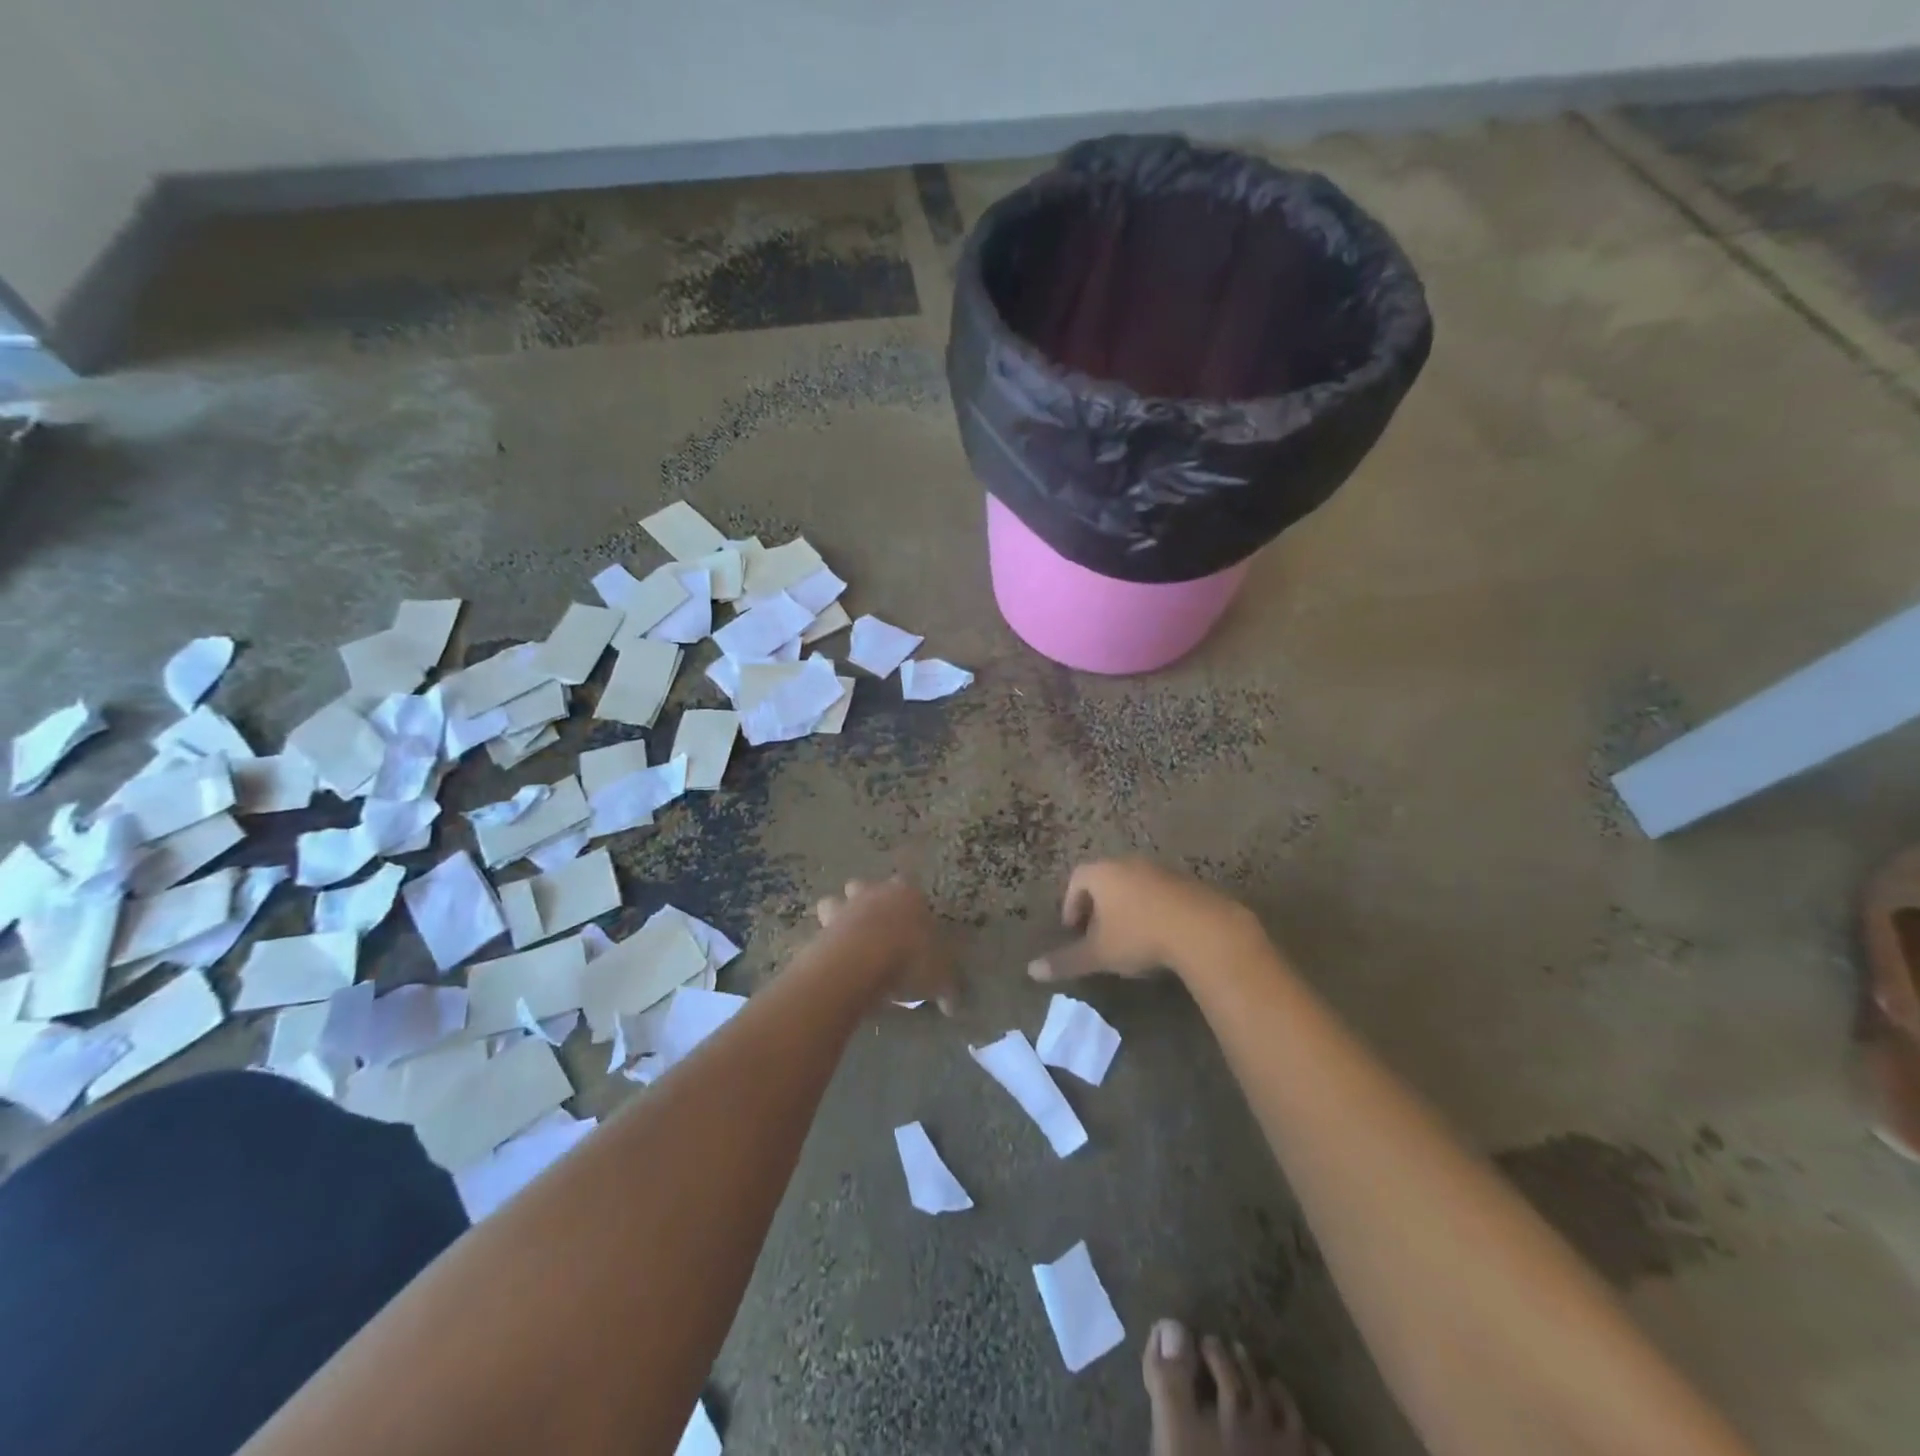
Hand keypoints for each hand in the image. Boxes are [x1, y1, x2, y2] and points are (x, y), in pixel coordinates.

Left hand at [815, 877, 954, 1012]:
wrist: (861, 962)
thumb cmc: (910, 958)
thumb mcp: (940, 978)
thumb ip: (947, 988)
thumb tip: (952, 1006)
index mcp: (907, 895)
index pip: (909, 888)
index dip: (910, 905)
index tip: (913, 926)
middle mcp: (874, 894)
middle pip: (865, 886)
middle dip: (867, 901)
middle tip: (876, 930)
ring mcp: (844, 908)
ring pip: (834, 901)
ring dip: (838, 915)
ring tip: (847, 942)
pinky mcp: (821, 929)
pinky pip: (820, 931)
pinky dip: (824, 943)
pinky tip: (833, 962)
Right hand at [1029, 859, 1259, 981]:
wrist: (1204, 930)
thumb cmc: (1139, 936)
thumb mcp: (1099, 954)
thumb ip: (1066, 961)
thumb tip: (1031, 970)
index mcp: (1103, 873)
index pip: (1077, 879)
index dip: (1071, 904)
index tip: (1074, 930)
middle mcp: (1130, 864)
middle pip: (1106, 880)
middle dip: (1099, 906)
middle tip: (1098, 934)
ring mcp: (1162, 871)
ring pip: (1135, 886)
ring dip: (1127, 908)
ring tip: (1129, 939)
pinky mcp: (1188, 884)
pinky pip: (1161, 894)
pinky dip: (1153, 911)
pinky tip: (1160, 938)